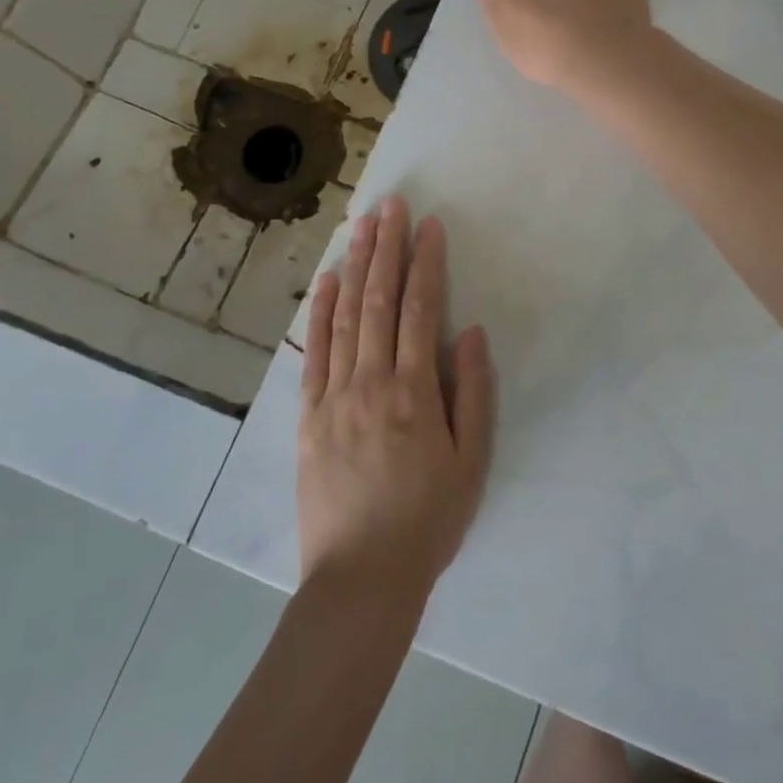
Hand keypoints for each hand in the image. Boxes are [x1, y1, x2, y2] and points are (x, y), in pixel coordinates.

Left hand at [298, 196, 495, 606]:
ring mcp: (334, 396)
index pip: (421, 310)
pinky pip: (314, 352)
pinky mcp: (308, 415)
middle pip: (380, 300)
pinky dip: (321, 312)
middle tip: (391, 204)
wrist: (362, 578)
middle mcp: (371, 382)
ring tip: (361, 225)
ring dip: (355, 266)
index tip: (430, 225)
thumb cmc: (428, 519)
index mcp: (415, 392)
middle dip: (387, 247)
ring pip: (345, 316)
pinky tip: (328, 282)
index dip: (426, 263)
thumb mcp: (471, 461)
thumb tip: (472, 332)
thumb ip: (474, 392)